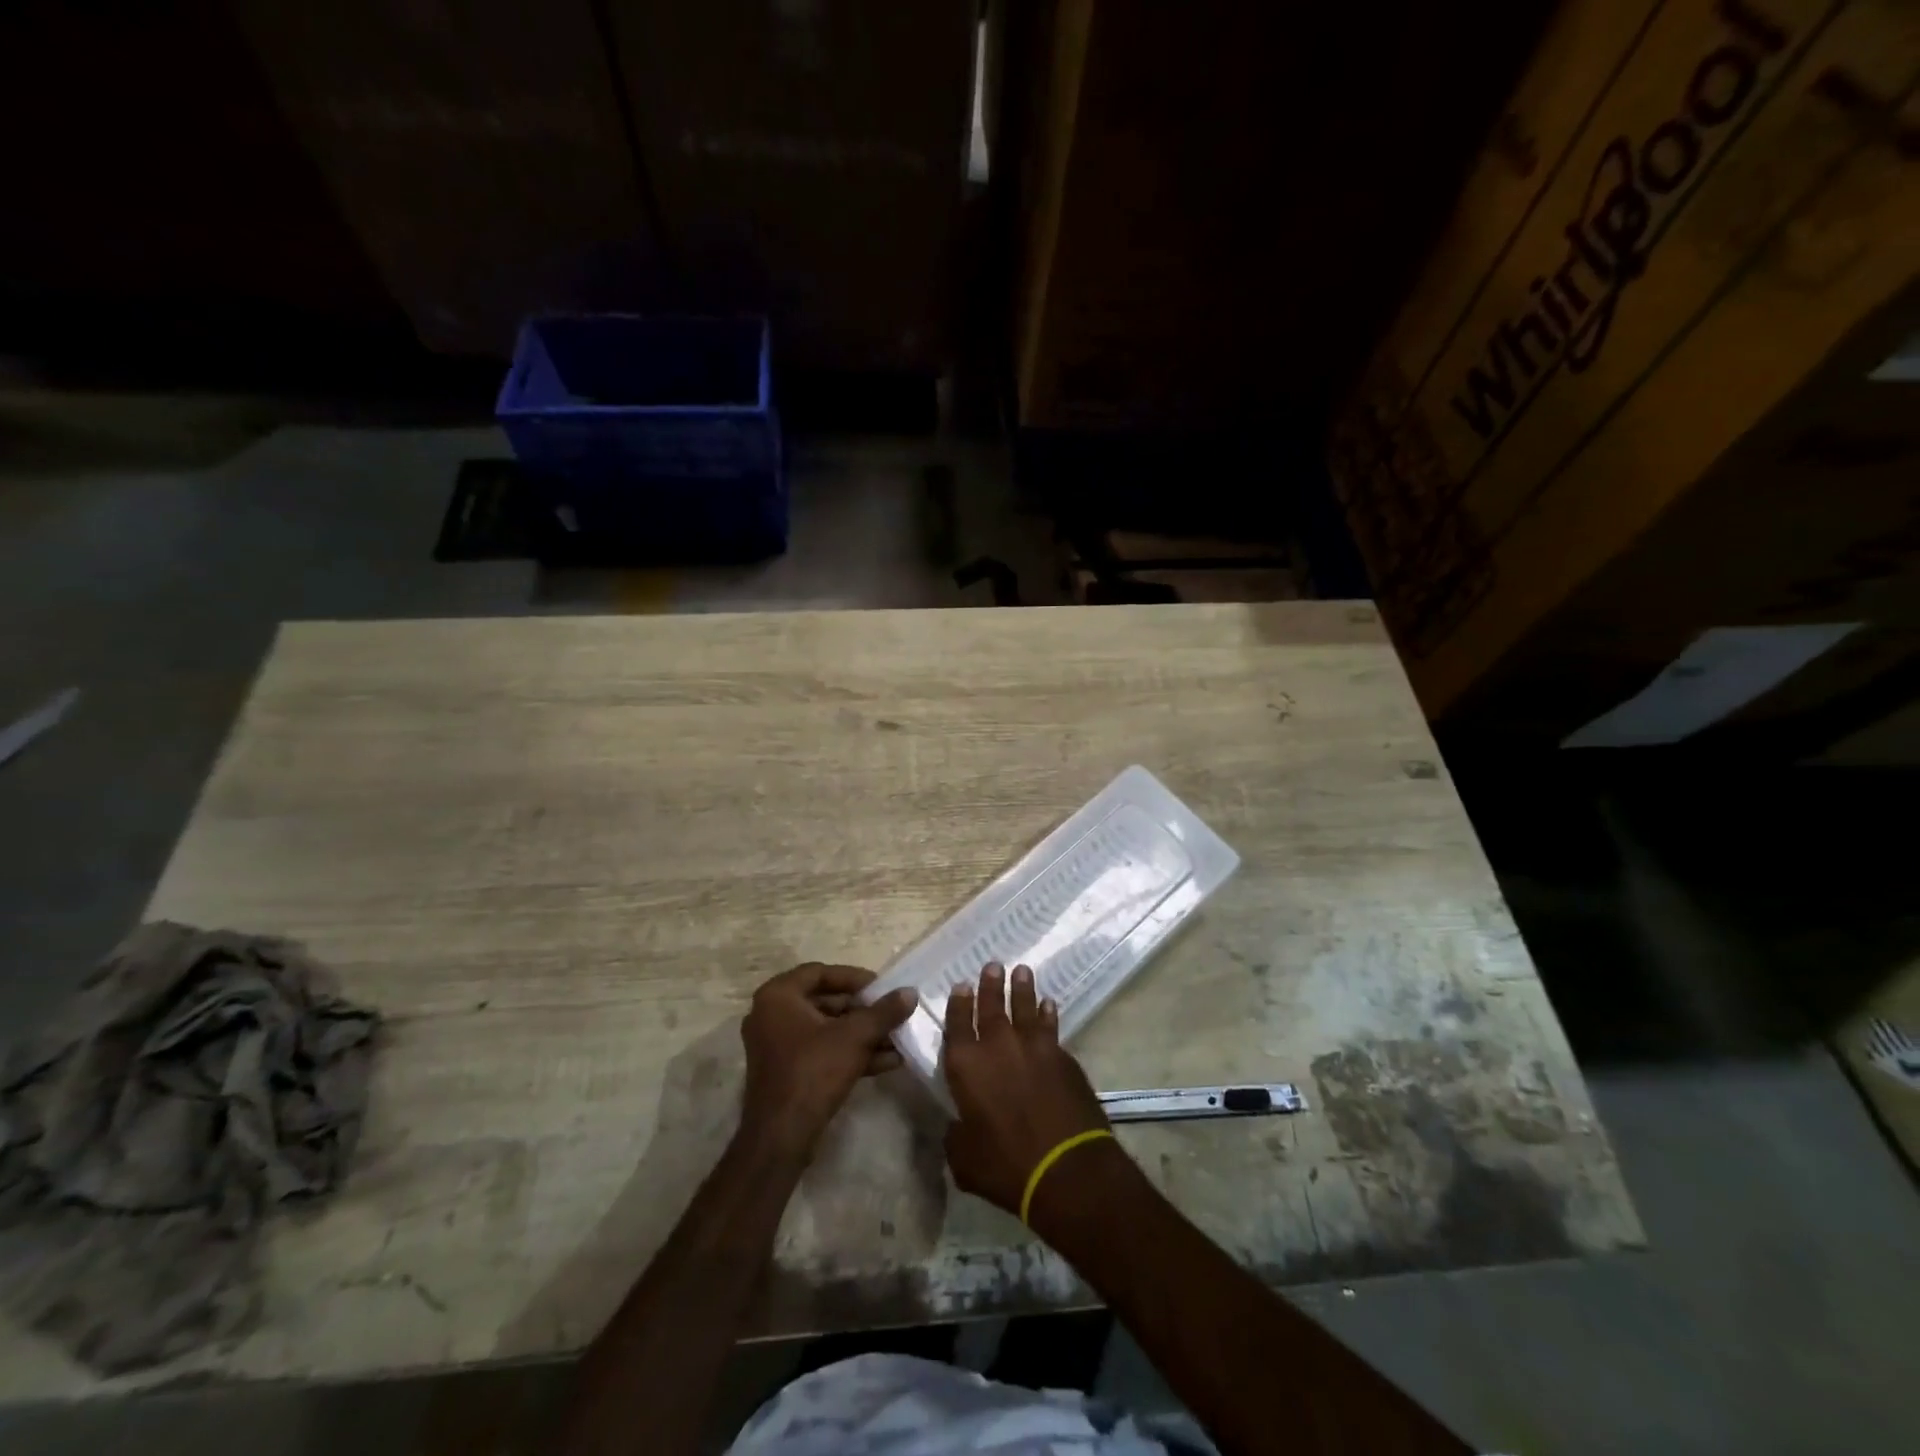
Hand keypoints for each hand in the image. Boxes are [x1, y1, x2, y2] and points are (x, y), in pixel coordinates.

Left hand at [739, 963, 918, 1159]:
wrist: (781, 1137)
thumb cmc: (813, 1071)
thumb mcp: (854, 1037)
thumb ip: (883, 1012)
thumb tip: (910, 992)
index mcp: (778, 996)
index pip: (820, 972)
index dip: (853, 978)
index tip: (881, 987)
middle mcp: (771, 1015)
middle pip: (825, 1002)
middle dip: (862, 1010)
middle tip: (890, 1012)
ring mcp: (776, 1046)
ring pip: (826, 1030)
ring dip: (861, 1034)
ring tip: (897, 1038)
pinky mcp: (786, 1072)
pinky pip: (821, 1052)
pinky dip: (850, 1053)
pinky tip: (888, 1061)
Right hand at [941, 962, 1114, 1224]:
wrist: (1066, 1167)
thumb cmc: (1006, 1166)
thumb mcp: (965, 1161)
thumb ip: (956, 1137)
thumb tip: (957, 1127)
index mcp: (966, 1066)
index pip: (957, 1024)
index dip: (958, 1004)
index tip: (962, 985)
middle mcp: (997, 1046)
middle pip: (991, 1006)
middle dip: (990, 985)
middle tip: (993, 965)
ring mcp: (1033, 1047)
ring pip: (1024, 1007)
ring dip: (1022, 988)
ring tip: (1022, 971)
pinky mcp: (1062, 1056)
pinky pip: (1051, 1026)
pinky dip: (1048, 1014)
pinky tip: (1049, 1005)